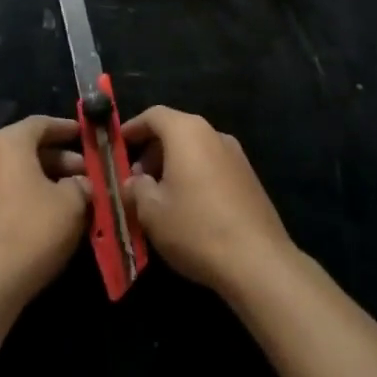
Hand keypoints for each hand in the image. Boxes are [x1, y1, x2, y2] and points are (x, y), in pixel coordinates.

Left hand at [0, 116, 91, 302]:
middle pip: (27, 147)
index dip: (66, 128)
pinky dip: (26, 194)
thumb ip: (81, 184)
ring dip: (44, 178)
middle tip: (85, 172)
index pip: (40, 123)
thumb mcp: (71, 204)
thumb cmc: (32, 230)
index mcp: (8, 142)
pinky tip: (48, 213)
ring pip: (16, 171)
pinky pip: (4, 190)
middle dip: (59, 158)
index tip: (86, 134)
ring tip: (72, 194)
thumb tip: (82, 183)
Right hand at [122, 107, 293, 298]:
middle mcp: (213, 134)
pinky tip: (188, 207)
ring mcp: (235, 155)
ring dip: (173, 165)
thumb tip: (133, 182)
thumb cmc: (196, 228)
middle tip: (136, 179)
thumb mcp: (152, 212)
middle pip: (175, 130)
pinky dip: (194, 175)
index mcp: (187, 132)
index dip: (132, 128)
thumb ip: (136, 189)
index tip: (118, 146)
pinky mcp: (249, 177)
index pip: (154, 115)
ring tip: (160, 196)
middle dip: (152, 150)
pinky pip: (212, 165)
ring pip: (195, 149)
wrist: (258, 261)